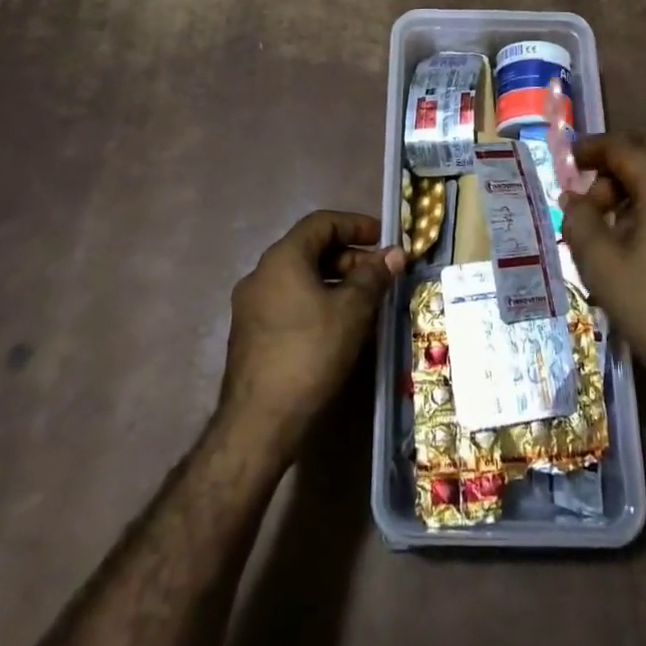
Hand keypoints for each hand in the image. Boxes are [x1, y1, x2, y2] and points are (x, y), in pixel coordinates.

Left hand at [220, 212, 405, 450]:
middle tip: (379, 275)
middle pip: (310, 249)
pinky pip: (289, 301)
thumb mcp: (352, 311)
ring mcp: (251, 305)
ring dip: (335, 281)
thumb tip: (395, 253)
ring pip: (300, 277)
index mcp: (282, 258)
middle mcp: (261, 273)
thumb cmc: (309, 354)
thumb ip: (374, 276)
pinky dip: (317, 301)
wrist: (258, 423)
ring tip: (365, 301)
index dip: (356, 225)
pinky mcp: (250, 333)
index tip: (383, 239)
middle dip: (349, 256)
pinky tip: (338, 326)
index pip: (322, 222)